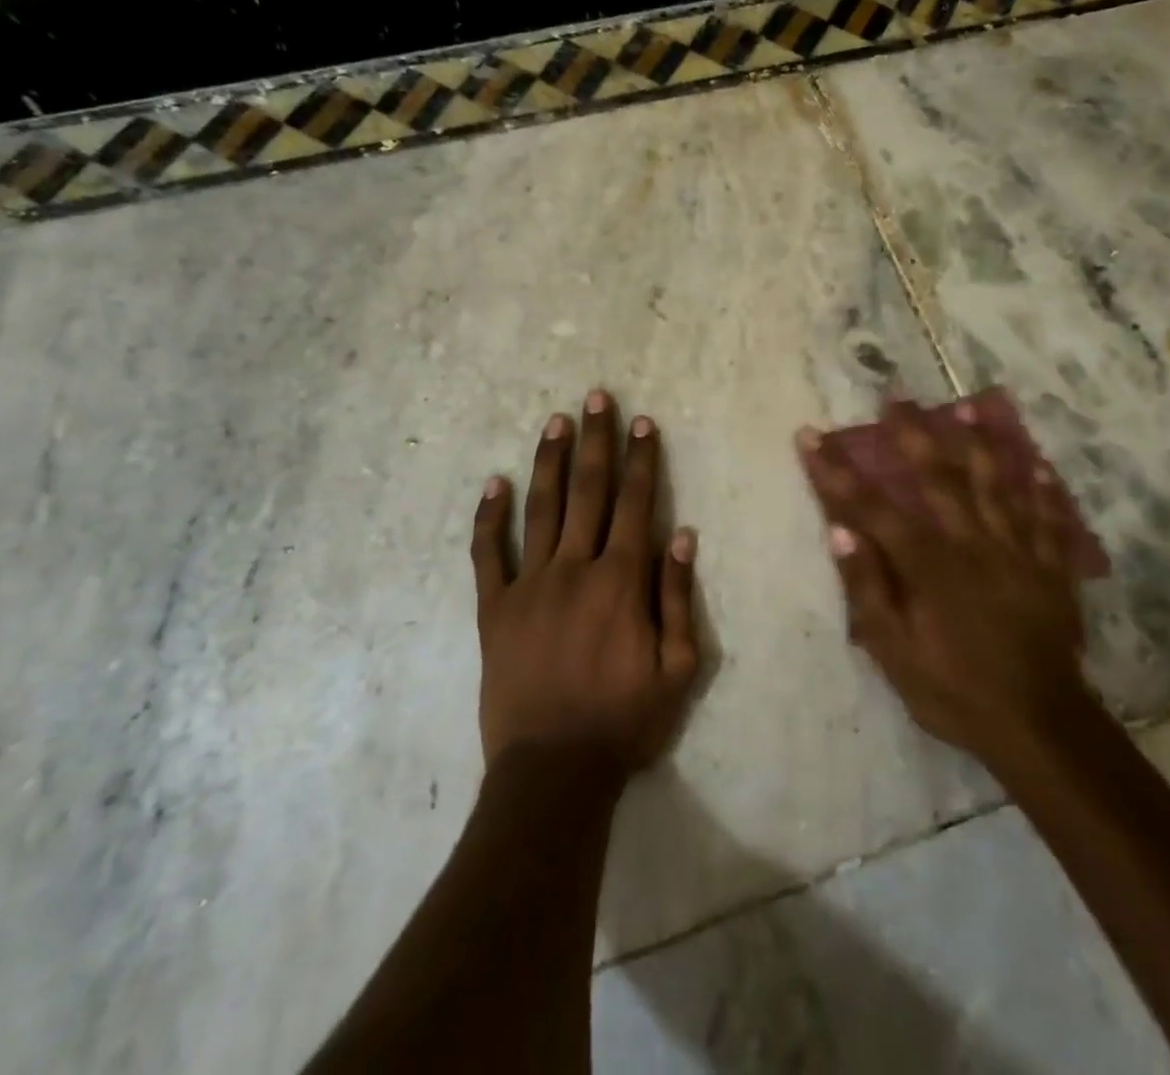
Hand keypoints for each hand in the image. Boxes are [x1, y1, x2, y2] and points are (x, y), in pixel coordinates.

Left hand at [471, 390, 700, 772]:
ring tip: (554, 420)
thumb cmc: (624, 721)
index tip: (642, 422)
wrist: (553, 772)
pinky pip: (487, 554)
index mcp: (621, 581)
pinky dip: (489, 517)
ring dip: (549, 461)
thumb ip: (678, 598)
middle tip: (595, 396)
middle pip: (588, 491)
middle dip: (596, 440)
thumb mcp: (678, 669)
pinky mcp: (494, 609)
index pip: (636, 504)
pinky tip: (493, 483)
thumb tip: (682, 536)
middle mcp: (575, 568)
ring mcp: (528, 585)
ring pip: (540, 508)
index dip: (642, 460)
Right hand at [797, 399, 1090, 769]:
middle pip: (936, 477)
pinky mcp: (1049, 567)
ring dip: (978, 442)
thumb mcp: (895, 652)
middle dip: (911, 434)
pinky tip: (1039, 465)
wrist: (1039, 725)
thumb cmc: (955, 690)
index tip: (811, 436)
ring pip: (995, 484)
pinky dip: (1042, 489)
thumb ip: (868, 590)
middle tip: (895, 398)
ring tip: (967, 407)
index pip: (871, 506)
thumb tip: (840, 532)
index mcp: (927, 563)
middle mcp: (970, 542)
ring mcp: (1015, 550)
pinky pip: (1046, 519)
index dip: (836, 471)